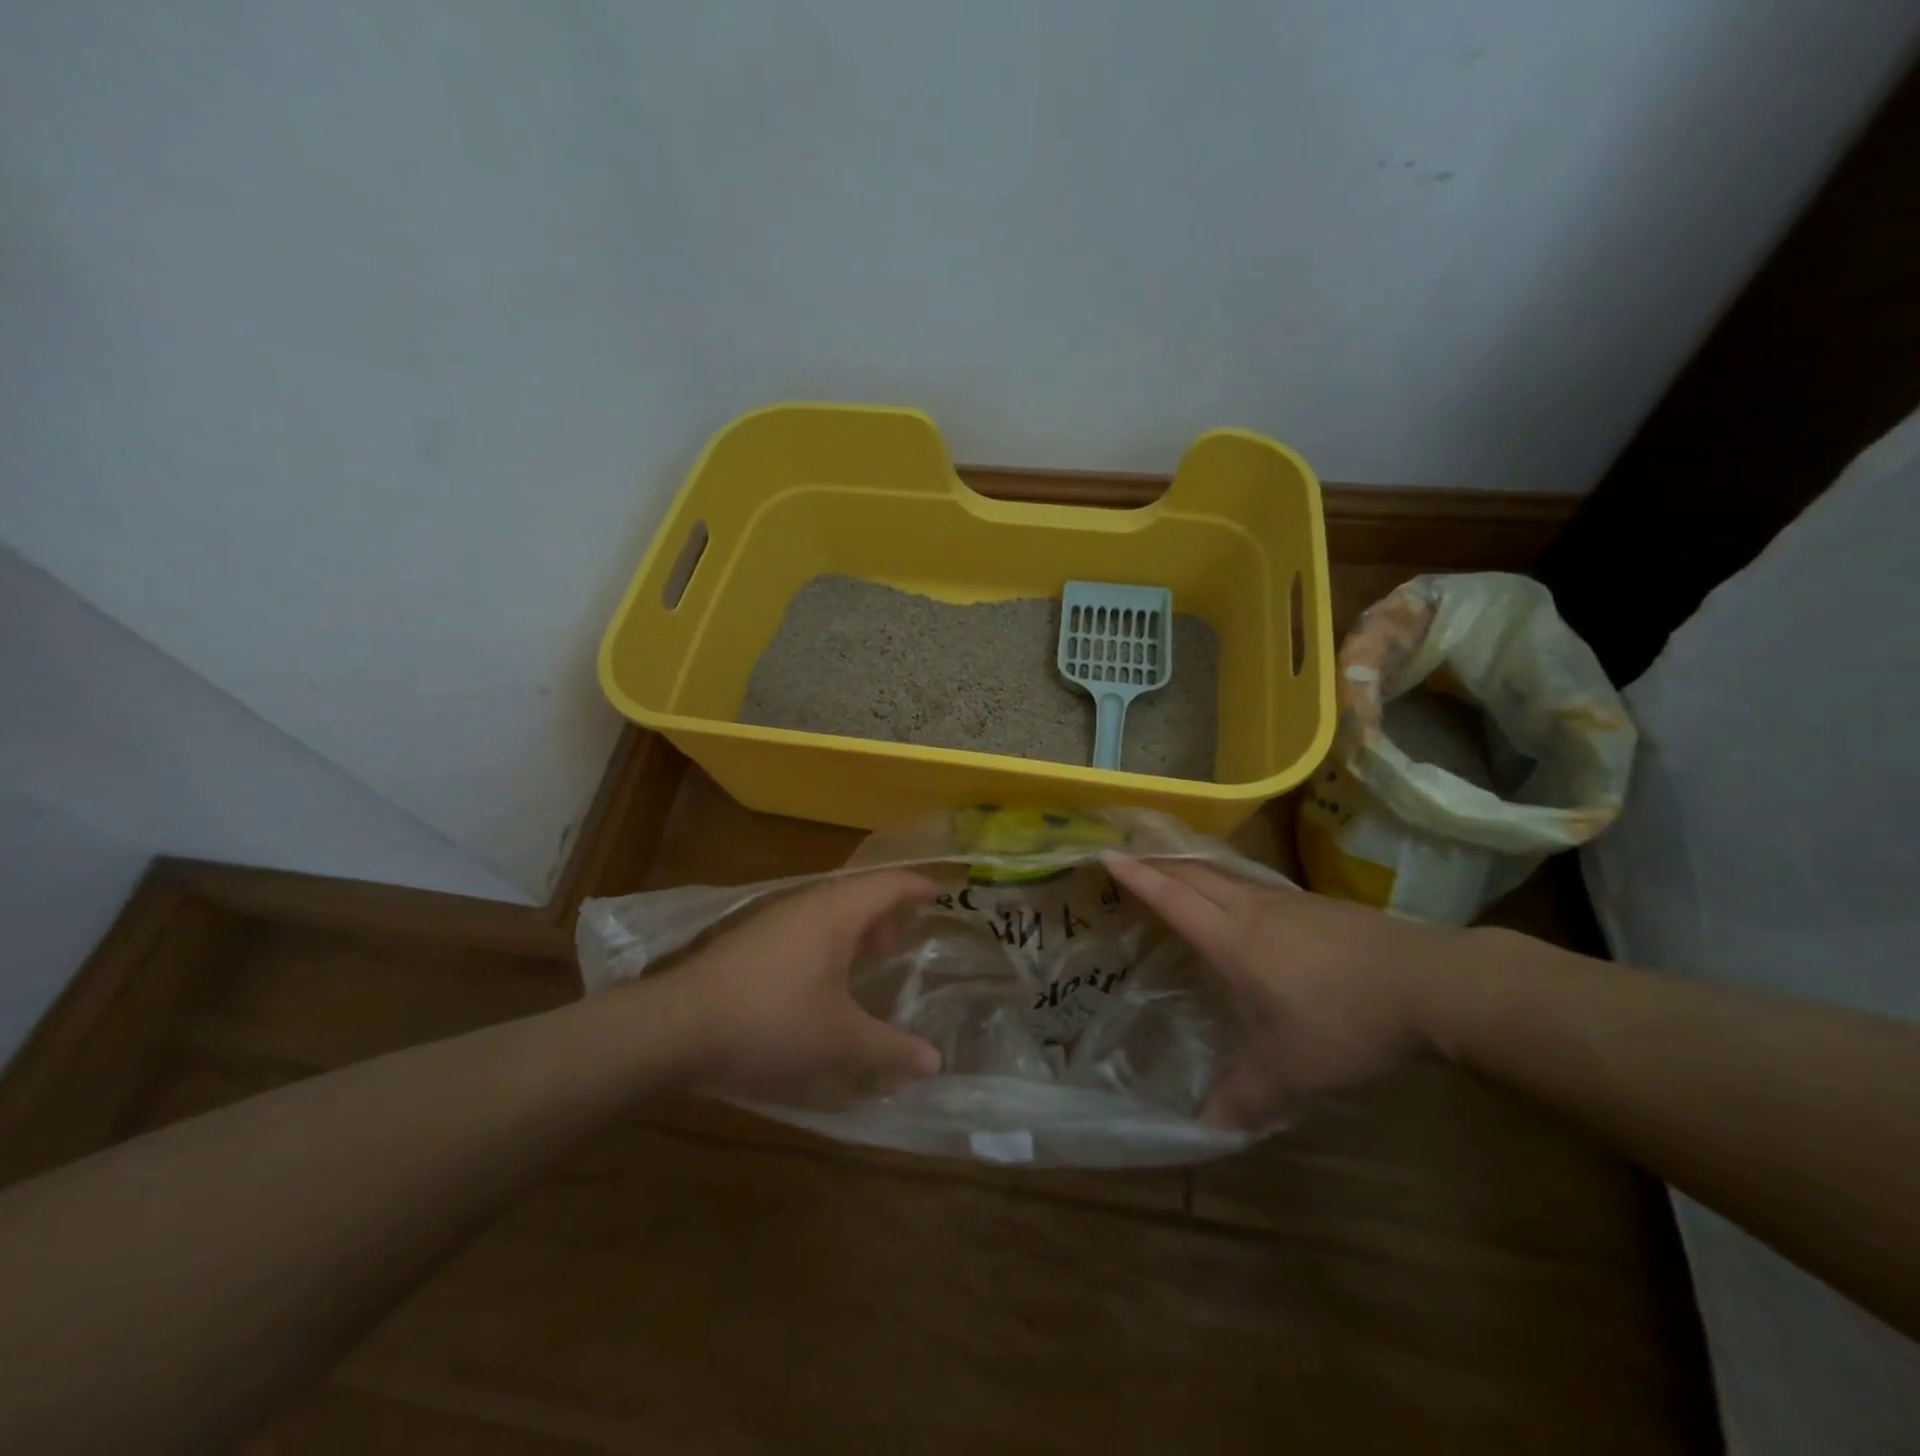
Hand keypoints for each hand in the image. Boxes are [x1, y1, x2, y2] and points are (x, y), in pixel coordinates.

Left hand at [661, 869, 944, 1101]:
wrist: (677, 1025)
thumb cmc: (771, 1021)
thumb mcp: (840, 1041)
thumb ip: (890, 1049)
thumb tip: (935, 1063)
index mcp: (838, 911)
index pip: (891, 883)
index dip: (920, 886)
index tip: (945, 893)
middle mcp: (808, 903)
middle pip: (861, 891)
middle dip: (888, 912)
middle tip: (905, 941)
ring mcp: (775, 917)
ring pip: (830, 908)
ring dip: (856, 927)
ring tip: (870, 958)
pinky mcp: (752, 938)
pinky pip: (807, 924)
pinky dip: (830, 939)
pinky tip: (824, 978)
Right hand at [1104, 855, 1470, 1129]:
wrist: (1428, 984)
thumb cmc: (1342, 1021)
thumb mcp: (1290, 1072)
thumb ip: (1245, 1099)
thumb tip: (1206, 1131)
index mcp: (1231, 939)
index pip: (1172, 898)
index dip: (1137, 877)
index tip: (1106, 855)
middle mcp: (1252, 910)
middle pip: (1194, 872)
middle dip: (1158, 861)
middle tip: (1131, 855)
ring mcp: (1287, 902)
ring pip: (1226, 873)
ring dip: (1193, 867)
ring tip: (1177, 872)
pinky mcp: (1317, 907)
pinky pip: (1256, 884)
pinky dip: (1229, 881)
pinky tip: (1243, 901)